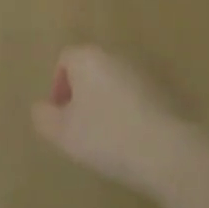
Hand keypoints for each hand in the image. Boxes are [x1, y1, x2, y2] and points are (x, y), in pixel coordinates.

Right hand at [31, 46, 193, 196]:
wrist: (166, 151)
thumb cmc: (106, 136)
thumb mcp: (62, 133)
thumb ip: (44, 117)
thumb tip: (42, 108)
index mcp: (87, 58)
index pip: (65, 60)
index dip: (58, 87)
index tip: (62, 117)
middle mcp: (115, 56)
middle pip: (90, 70)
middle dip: (82, 96)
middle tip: (81, 128)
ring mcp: (142, 72)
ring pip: (113, 84)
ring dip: (106, 105)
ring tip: (106, 139)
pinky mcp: (164, 92)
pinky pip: (135, 98)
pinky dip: (128, 114)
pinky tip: (130, 141)